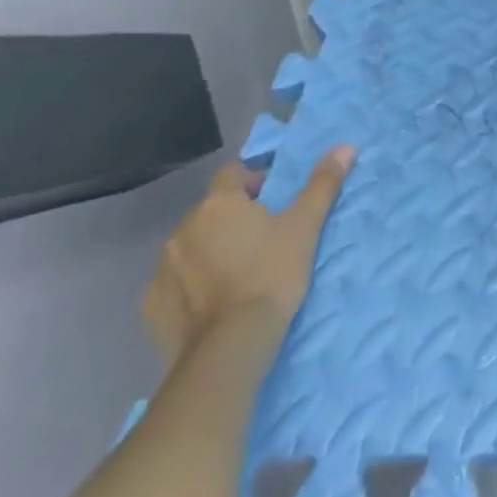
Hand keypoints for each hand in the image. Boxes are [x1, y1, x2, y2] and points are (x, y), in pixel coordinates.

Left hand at [141, 147, 355, 366]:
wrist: (229, 349)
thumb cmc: (272, 274)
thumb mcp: (306, 226)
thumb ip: (323, 183)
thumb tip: (345, 147)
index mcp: (219, 203)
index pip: (232, 173)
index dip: (254, 181)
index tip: (274, 202)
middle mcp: (183, 228)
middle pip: (211, 210)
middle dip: (232, 217)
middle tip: (262, 238)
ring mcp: (162, 269)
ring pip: (191, 245)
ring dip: (210, 249)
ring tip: (238, 272)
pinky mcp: (151, 306)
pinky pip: (175, 282)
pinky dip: (190, 284)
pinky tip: (212, 302)